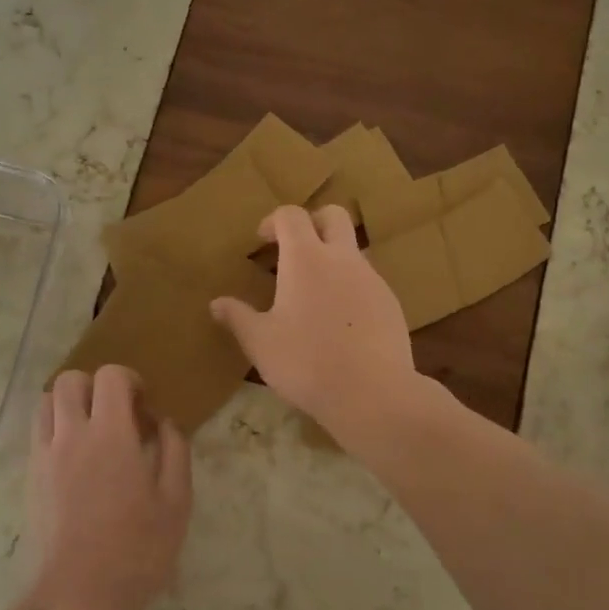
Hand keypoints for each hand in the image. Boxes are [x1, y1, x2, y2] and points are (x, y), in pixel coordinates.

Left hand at [19, 365, 192, 609]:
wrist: (80, 597)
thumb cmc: (137, 551)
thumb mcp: (176, 502)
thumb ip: (174, 451)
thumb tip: (165, 422)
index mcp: (111, 435)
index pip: (110, 376)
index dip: (130, 380)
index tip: (143, 407)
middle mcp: (71, 435)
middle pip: (70, 380)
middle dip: (95, 386)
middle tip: (116, 414)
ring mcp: (45, 455)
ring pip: (46, 403)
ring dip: (70, 404)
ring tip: (92, 432)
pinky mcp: (30, 477)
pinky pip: (38, 433)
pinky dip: (55, 428)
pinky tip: (76, 459)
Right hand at [210, 205, 417, 438]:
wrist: (372, 393)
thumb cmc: (305, 362)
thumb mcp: (260, 342)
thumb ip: (238, 317)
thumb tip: (217, 303)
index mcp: (306, 258)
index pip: (291, 215)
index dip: (274, 221)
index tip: (262, 241)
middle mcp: (342, 259)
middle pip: (334, 216)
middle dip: (312, 223)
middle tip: (293, 250)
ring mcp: (372, 280)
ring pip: (353, 250)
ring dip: (332, 257)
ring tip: (313, 294)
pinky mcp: (391, 304)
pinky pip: (367, 282)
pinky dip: (350, 287)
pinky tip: (339, 322)